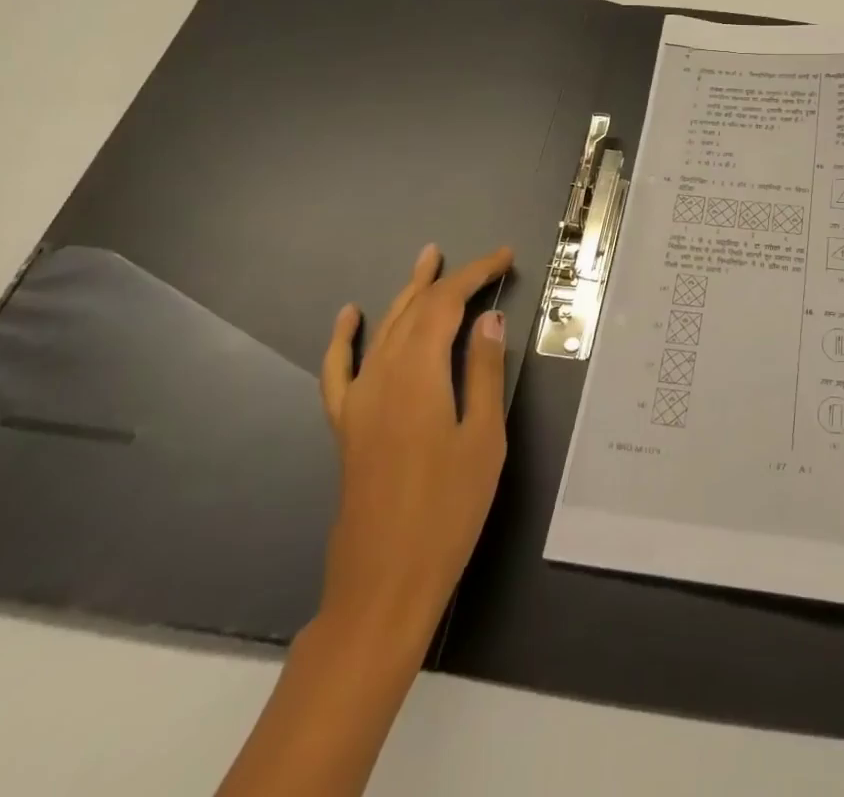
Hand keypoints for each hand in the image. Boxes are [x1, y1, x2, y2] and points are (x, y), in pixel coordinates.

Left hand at [316, 243, 513, 663]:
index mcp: (418, 376)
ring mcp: (359, 402)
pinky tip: (349, 318)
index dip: (475, 276)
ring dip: (407, 294)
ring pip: (384, 331)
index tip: (504, 259)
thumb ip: (484, 373)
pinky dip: (344, 339)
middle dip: (448, 279)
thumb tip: (488, 318)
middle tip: (480, 259)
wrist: (384, 585)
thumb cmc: (448, 511)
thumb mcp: (483, 439)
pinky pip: (339, 371)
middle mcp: (382, 378)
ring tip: (426, 261)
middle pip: (415, 312)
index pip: (446, 306)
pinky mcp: (347, 426)